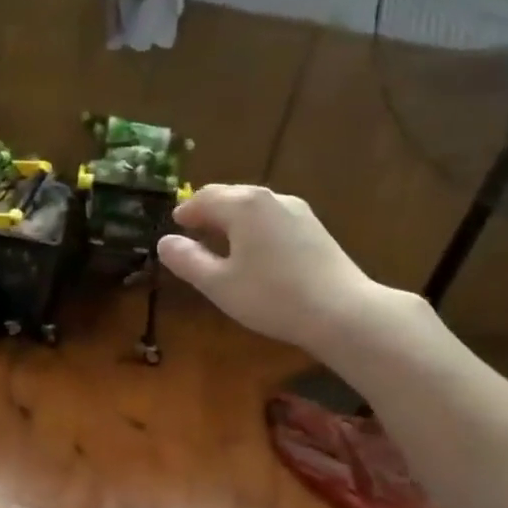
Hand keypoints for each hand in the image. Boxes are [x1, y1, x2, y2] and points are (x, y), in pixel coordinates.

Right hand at [157, 184, 418, 360]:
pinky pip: (272, 218)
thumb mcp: (218, 284)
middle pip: (231, 196)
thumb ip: (188, 260)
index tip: (175, 224)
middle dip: (208, 211)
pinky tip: (254, 252)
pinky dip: (254, 227)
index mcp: (243, 205)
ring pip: (254, 207)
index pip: (204, 197)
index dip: (186, 211)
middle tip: (193, 231)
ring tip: (220, 242)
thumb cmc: (271, 296)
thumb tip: (165, 242)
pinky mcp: (314, 229)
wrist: (342, 312)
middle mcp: (270, 198)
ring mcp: (297, 211)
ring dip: (232, 219)